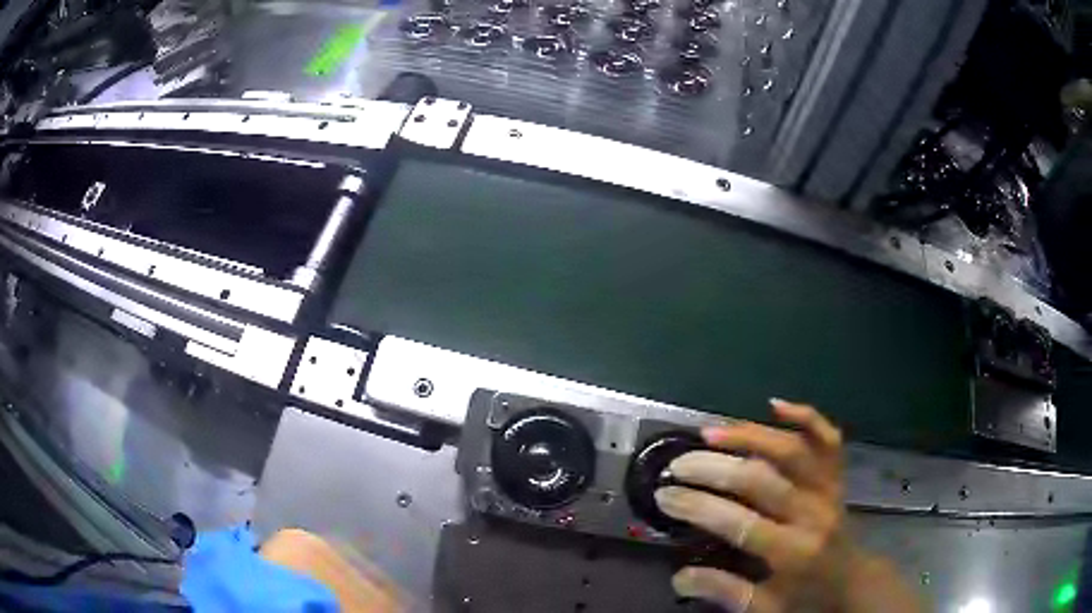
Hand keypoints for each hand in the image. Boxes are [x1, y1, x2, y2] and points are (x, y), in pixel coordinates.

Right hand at [654, 399, 914, 612]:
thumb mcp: (765, 608)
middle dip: (714, 469)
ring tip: (711, 432)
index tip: (665, 496)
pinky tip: (776, 405)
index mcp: (794, 552)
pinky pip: (828, 439)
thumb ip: (725, 592)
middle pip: (763, 480)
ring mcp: (829, 489)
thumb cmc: (807, 598)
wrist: (853, 581)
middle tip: (679, 464)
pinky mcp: (838, 476)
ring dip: (751, 436)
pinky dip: (806, 417)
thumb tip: (679, 576)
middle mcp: (814, 514)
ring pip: (793, 450)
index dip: (700, 507)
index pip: (742, 524)